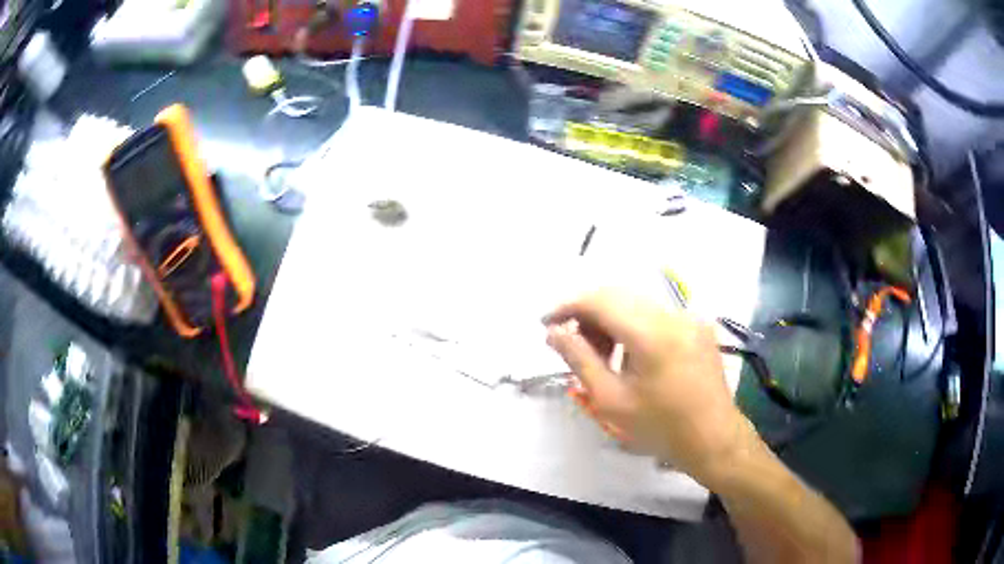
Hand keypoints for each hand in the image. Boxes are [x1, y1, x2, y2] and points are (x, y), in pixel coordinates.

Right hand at [544, 289, 751, 482]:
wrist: (713, 438)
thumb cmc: (660, 427)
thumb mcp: (612, 400)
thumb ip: (580, 360)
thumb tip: (554, 332)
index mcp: (652, 333)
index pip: (600, 300)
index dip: (568, 306)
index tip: (545, 322)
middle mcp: (673, 315)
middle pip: (618, 295)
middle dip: (587, 313)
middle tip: (570, 342)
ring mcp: (689, 318)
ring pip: (637, 302)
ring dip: (610, 318)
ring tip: (600, 353)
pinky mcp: (698, 326)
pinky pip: (657, 314)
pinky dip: (634, 325)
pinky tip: (629, 353)